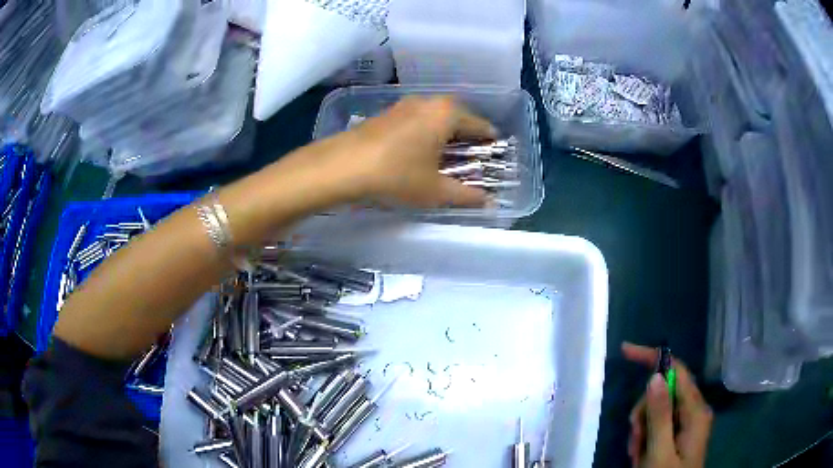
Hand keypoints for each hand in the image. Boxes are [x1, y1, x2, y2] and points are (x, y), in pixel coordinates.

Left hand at [341, 96, 494, 207]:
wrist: (342, 166)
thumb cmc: (397, 175)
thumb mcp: (435, 191)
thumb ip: (466, 195)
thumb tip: (489, 203)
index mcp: (447, 113)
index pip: (480, 125)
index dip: (490, 142)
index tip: (495, 157)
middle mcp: (428, 101)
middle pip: (458, 118)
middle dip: (467, 138)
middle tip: (471, 160)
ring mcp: (404, 105)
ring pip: (435, 118)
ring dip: (444, 135)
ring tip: (446, 158)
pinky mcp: (386, 113)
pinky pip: (416, 120)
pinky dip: (424, 134)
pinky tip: (418, 152)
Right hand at [622, 342, 712, 467]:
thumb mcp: (660, 452)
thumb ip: (659, 416)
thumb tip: (655, 376)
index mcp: (696, 411)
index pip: (677, 370)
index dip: (653, 358)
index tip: (625, 351)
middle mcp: (694, 411)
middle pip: (664, 392)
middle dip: (644, 412)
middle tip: (634, 437)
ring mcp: (687, 423)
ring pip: (658, 410)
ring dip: (642, 429)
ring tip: (637, 453)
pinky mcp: (679, 434)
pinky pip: (658, 425)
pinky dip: (645, 437)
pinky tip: (641, 454)